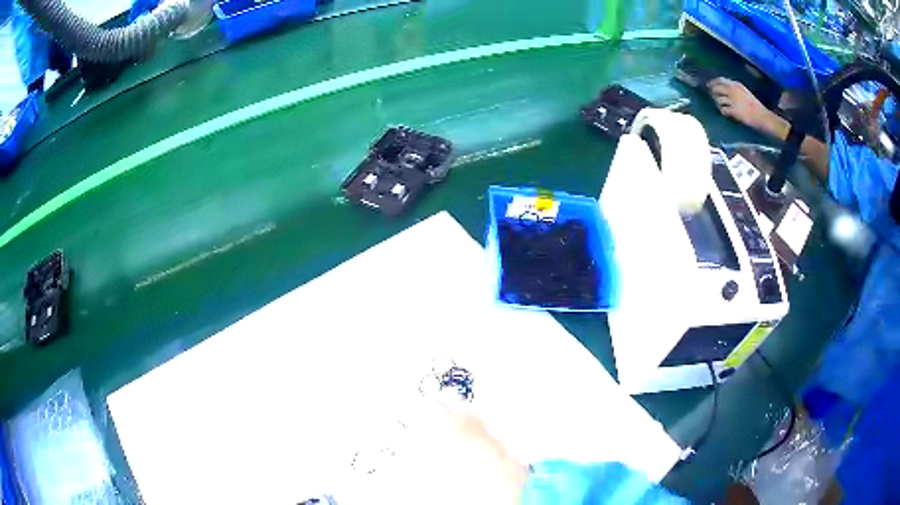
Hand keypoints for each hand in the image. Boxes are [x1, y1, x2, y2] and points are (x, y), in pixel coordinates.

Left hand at [708, 78, 774, 132]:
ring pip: (718, 99)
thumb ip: (735, 89)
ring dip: (718, 104)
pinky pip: (723, 110)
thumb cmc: (755, 105)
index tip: (709, 85)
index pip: (720, 80)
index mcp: (736, 84)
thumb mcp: (744, 92)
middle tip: (713, 97)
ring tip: (722, 107)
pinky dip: (723, 112)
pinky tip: (726, 113)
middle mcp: (733, 90)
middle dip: (712, 93)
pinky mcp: (734, 110)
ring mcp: (733, 100)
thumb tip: (723, 88)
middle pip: (716, 88)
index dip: (713, 83)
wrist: (762, 116)